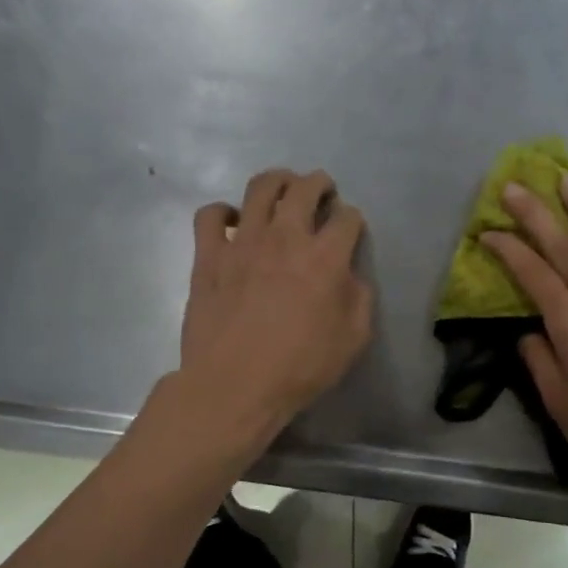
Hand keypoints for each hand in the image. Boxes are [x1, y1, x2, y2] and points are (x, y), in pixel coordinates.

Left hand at [176, 169, 374, 443]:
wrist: (234, 386)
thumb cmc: (300, 368)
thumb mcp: (353, 340)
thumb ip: (359, 298)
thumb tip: (349, 275)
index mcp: (325, 258)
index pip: (347, 218)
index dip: (353, 219)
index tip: (350, 229)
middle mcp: (285, 237)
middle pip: (305, 188)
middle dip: (319, 183)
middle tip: (321, 191)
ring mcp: (243, 242)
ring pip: (260, 188)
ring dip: (278, 182)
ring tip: (282, 191)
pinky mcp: (209, 255)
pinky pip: (211, 214)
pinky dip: (223, 211)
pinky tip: (232, 222)